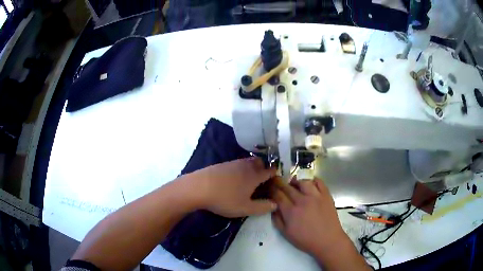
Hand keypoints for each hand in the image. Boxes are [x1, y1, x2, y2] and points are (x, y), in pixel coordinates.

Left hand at [183, 157, 276, 217]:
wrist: (199, 187)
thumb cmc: (225, 199)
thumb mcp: (245, 208)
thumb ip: (262, 207)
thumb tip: (276, 204)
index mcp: (254, 175)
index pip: (270, 171)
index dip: (275, 175)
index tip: (276, 181)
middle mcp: (246, 166)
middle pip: (260, 162)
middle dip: (264, 169)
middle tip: (262, 181)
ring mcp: (233, 163)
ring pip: (248, 162)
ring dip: (252, 168)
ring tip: (248, 180)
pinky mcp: (223, 164)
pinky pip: (237, 164)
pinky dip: (241, 169)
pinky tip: (234, 179)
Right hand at [271, 178, 346, 256]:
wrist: (327, 240)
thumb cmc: (305, 239)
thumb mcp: (286, 233)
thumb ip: (277, 219)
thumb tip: (273, 207)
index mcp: (291, 211)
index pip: (278, 195)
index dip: (272, 189)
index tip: (269, 187)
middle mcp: (302, 200)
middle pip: (288, 187)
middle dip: (280, 183)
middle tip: (277, 181)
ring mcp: (316, 196)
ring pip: (303, 182)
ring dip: (296, 182)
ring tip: (294, 184)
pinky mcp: (326, 195)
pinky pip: (319, 182)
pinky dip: (313, 180)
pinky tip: (309, 184)